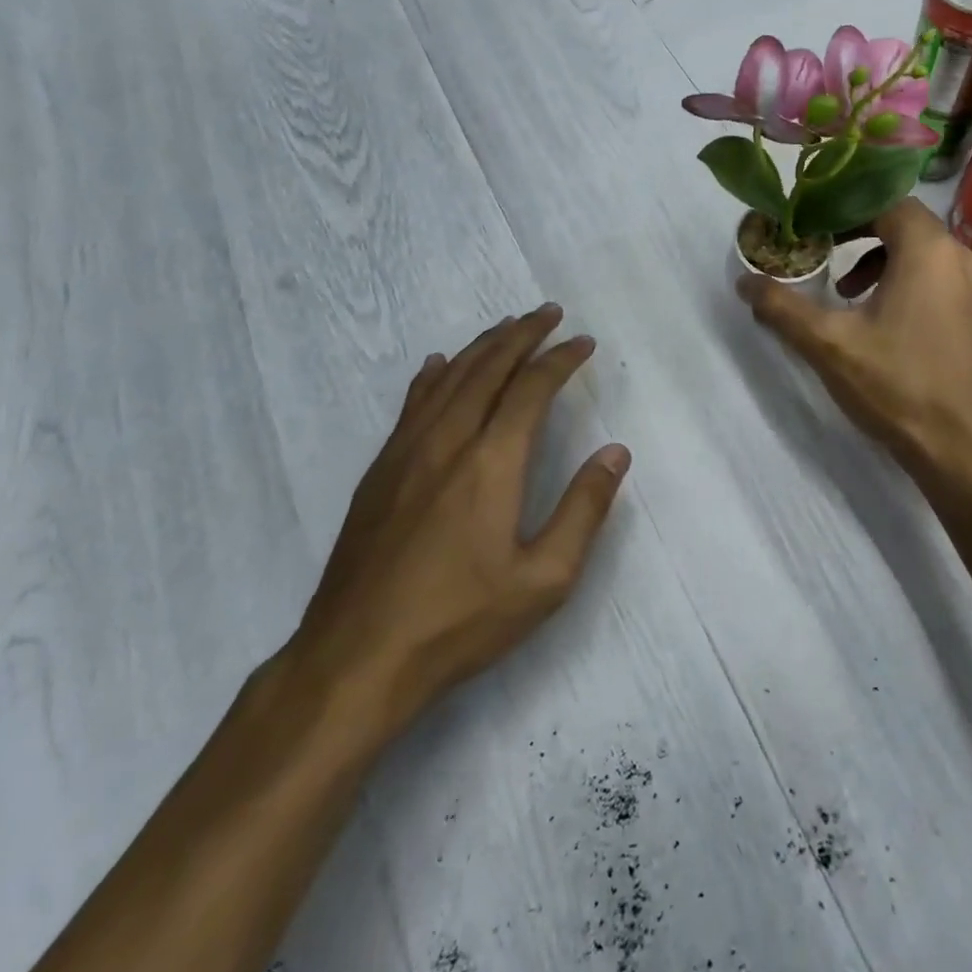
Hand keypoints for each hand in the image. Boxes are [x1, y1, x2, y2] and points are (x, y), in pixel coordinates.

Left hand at [284, 305, 630, 744]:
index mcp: (491, 462)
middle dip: (522, 335)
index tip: (583, 342)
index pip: (532, 389)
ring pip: (449, 379)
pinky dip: (432, 376)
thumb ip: (584, 509)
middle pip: (488, 369)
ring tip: (507, 327)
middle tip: (549, 313)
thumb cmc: (460, 620)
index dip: (561, 359)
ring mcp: (406, 453)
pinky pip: (411, 405)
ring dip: (482, 346)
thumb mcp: (544, 579)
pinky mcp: (379, 472)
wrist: (356, 658)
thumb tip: (615, 452)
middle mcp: (447, 441)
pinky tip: (439, 365)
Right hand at [735, 198, 971, 483]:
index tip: (807, 223)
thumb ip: (782, 307)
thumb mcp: (828, 344)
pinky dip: (899, 279)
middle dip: (855, 231)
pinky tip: (875, 317)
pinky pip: (932, 274)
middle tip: (818, 250)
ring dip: (875, 258)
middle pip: (900, 221)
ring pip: (917, 249)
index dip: (841, 206)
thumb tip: (744, 282)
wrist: (959, 446)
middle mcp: (957, 256)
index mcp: (927, 249)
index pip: (882, 199)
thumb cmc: (895, 385)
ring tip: (842, 291)